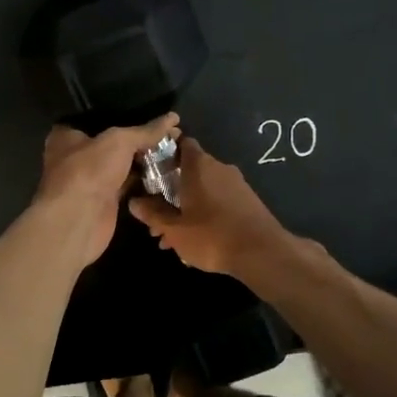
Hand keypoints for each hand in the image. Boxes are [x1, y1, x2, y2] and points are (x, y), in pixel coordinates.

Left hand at [35, 114, 180, 266]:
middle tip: (171, 133)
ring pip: (122, 165)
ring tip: (174, 148)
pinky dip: (144, 181)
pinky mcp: (104, 201)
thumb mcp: (119, 141)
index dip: (126, 115)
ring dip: (144, 160)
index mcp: (67, 136)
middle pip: (113, 143)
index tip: (153, 113)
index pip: (98, 118)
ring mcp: (90, 180)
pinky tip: (167, 171)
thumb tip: (173, 118)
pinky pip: (128, 185)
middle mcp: (76, 156)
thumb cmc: (89, 171)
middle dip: (140, 139)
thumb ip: (145, 131)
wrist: (79, 221)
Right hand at [126, 137, 289, 276]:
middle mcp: (219, 168)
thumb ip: (153, 214)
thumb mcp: (175, 229)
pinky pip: (219, 201)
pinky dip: (204, 214)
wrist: (262, 253)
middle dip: (170, 192)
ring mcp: (236, 184)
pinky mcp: (248, 201)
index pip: (182, 144)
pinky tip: (196, 240)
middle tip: (156, 219)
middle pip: (189, 171)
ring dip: (186, 208)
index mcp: (199, 166)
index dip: (165, 152)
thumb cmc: (212, 235)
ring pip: (203, 190)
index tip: (150, 169)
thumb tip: (133, 201)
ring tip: (172, 238)